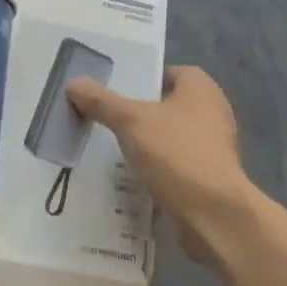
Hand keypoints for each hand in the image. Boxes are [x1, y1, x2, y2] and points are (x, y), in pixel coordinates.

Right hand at [67, 65, 251, 259]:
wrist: (212, 213)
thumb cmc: (175, 153)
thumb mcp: (129, 121)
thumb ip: (101, 101)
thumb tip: (73, 83)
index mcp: (202, 90)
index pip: (172, 72)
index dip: (145, 79)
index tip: (116, 92)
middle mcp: (213, 114)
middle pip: (169, 106)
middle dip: (140, 114)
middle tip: (107, 119)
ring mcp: (213, 148)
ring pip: (171, 138)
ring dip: (147, 144)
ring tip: (111, 150)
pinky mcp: (208, 178)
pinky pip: (175, 165)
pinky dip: (156, 169)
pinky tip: (130, 177)